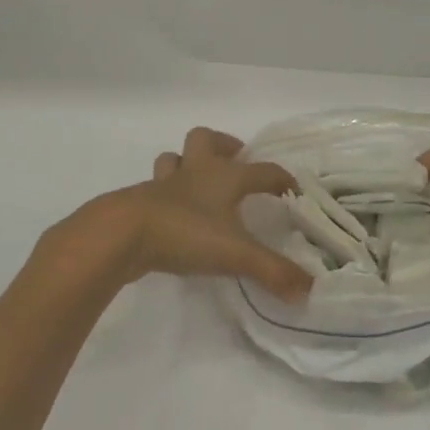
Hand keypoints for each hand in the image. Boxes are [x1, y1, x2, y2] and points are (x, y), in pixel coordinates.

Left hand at [70, 127, 310, 301]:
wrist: (121, 235)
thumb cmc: (185, 233)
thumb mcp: (236, 255)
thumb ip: (273, 272)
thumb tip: (308, 290)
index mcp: (224, 177)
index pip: (262, 170)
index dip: (280, 178)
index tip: (292, 189)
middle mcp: (195, 172)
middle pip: (206, 140)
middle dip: (223, 145)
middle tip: (236, 161)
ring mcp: (163, 185)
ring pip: (174, 159)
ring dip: (187, 164)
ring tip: (198, 181)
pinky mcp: (139, 202)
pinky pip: (154, 188)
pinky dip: (165, 195)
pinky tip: (171, 213)